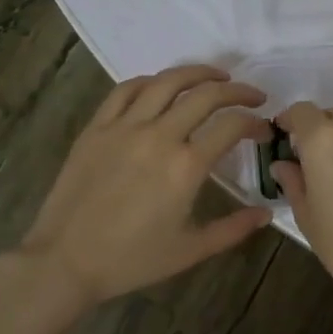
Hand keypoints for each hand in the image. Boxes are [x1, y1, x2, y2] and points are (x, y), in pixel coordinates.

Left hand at [19, 65, 272, 304]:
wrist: (65, 260)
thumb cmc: (131, 260)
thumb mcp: (191, 250)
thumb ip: (233, 228)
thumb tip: (266, 213)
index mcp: (186, 166)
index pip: (232, 126)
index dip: (255, 122)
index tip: (264, 129)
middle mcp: (159, 136)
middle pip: (206, 95)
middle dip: (237, 91)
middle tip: (252, 96)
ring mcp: (124, 127)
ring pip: (167, 82)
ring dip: (198, 73)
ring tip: (216, 76)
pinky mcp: (97, 127)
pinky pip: (126, 90)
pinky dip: (151, 81)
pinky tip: (162, 86)